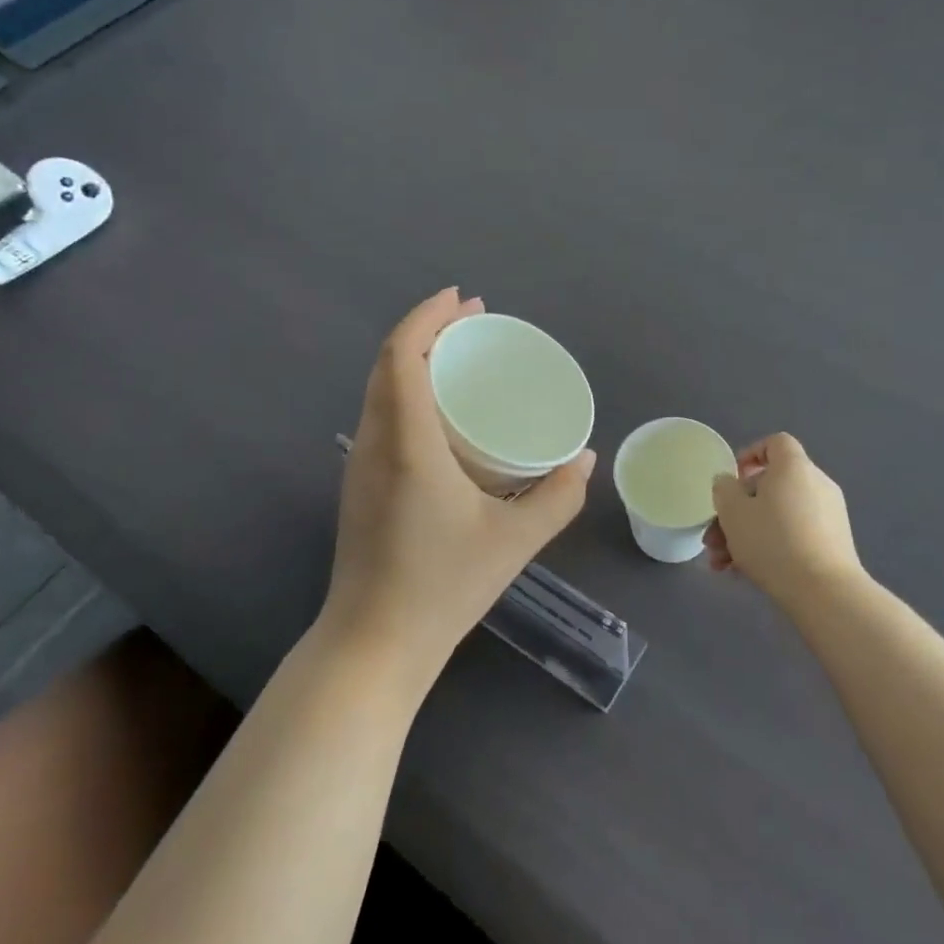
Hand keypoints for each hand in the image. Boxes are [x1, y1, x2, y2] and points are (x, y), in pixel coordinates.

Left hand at [324, 289, 595, 688]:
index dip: (429, 317)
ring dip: (414, 359)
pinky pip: (380, 415)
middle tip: (473, 321)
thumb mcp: (515, 542)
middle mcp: (374, 442)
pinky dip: (406, 389)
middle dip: (428, 331)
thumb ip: (558, 496)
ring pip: (380, 389)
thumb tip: (585, 459)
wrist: (373, 644)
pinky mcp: (358, 485)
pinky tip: (438, 410)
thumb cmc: (443, 587)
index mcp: (405, 443)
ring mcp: (359, 465)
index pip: (403, 356)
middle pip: (389, 364)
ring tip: (458, 355)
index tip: (465, 299)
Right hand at [706, 434, 863, 602]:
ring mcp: (829, 516)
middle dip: (737, 511)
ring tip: (723, 564)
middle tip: (714, 538)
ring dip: (747, 535)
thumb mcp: (733, 512)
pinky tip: (745, 574)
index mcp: (794, 467)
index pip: (775, 443)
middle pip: (770, 487)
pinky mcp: (833, 545)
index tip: (732, 480)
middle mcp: (816, 484)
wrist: (824, 592)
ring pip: (778, 516)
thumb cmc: (772, 541)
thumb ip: (724, 489)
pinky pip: (794, 535)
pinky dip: (770, 547)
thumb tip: (728, 482)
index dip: (750, 455)